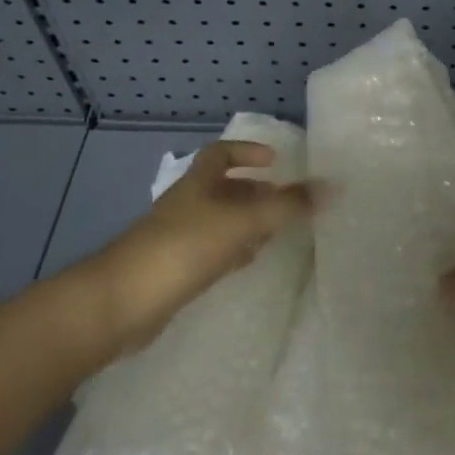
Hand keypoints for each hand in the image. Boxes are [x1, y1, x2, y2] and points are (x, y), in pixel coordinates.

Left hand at [83, 140, 316, 352]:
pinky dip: (233, 252)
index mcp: (198, 182)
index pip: (221, 153)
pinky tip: (248, 263)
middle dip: (256, 192)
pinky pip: (212, 252)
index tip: (275, 161)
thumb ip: (287, 206)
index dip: (247, 152)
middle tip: (287, 201)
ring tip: (278, 232)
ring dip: (247, 224)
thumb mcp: (242, 221)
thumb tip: (332, 188)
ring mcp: (179, 238)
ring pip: (221, 222)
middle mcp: (188, 204)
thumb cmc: (184, 247)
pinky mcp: (176, 270)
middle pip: (224, 189)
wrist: (122, 302)